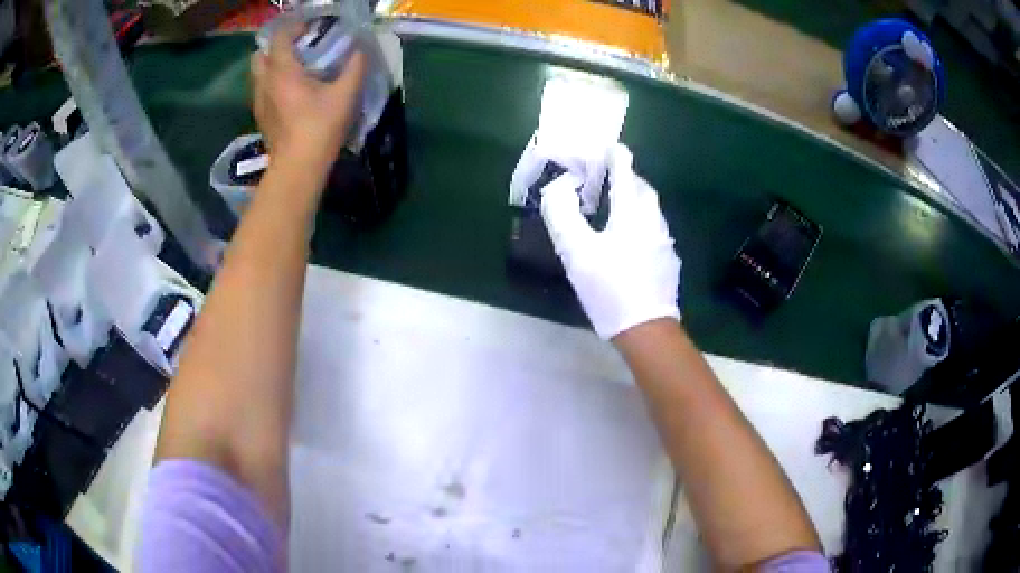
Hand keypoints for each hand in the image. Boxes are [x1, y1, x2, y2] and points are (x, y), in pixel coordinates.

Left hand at [251, 20, 366, 173]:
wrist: (297, 167)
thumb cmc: (320, 127)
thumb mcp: (346, 94)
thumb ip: (355, 66)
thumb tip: (360, 49)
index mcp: (282, 71)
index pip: (280, 37)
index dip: (294, 28)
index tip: (311, 29)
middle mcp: (265, 82)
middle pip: (260, 54)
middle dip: (275, 47)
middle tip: (296, 50)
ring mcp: (259, 101)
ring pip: (257, 74)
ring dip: (271, 66)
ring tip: (292, 70)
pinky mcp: (260, 118)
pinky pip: (260, 91)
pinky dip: (270, 84)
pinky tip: (287, 93)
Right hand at [540, 144, 680, 338]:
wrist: (647, 329)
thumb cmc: (610, 287)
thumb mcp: (577, 251)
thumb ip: (563, 215)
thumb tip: (557, 188)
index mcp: (632, 211)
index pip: (625, 171)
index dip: (615, 156)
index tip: (608, 147)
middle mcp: (653, 219)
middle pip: (641, 188)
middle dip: (626, 176)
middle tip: (606, 178)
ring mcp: (664, 240)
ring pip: (650, 208)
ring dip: (633, 199)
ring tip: (615, 205)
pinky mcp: (667, 259)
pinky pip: (653, 227)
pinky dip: (640, 220)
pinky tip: (630, 237)